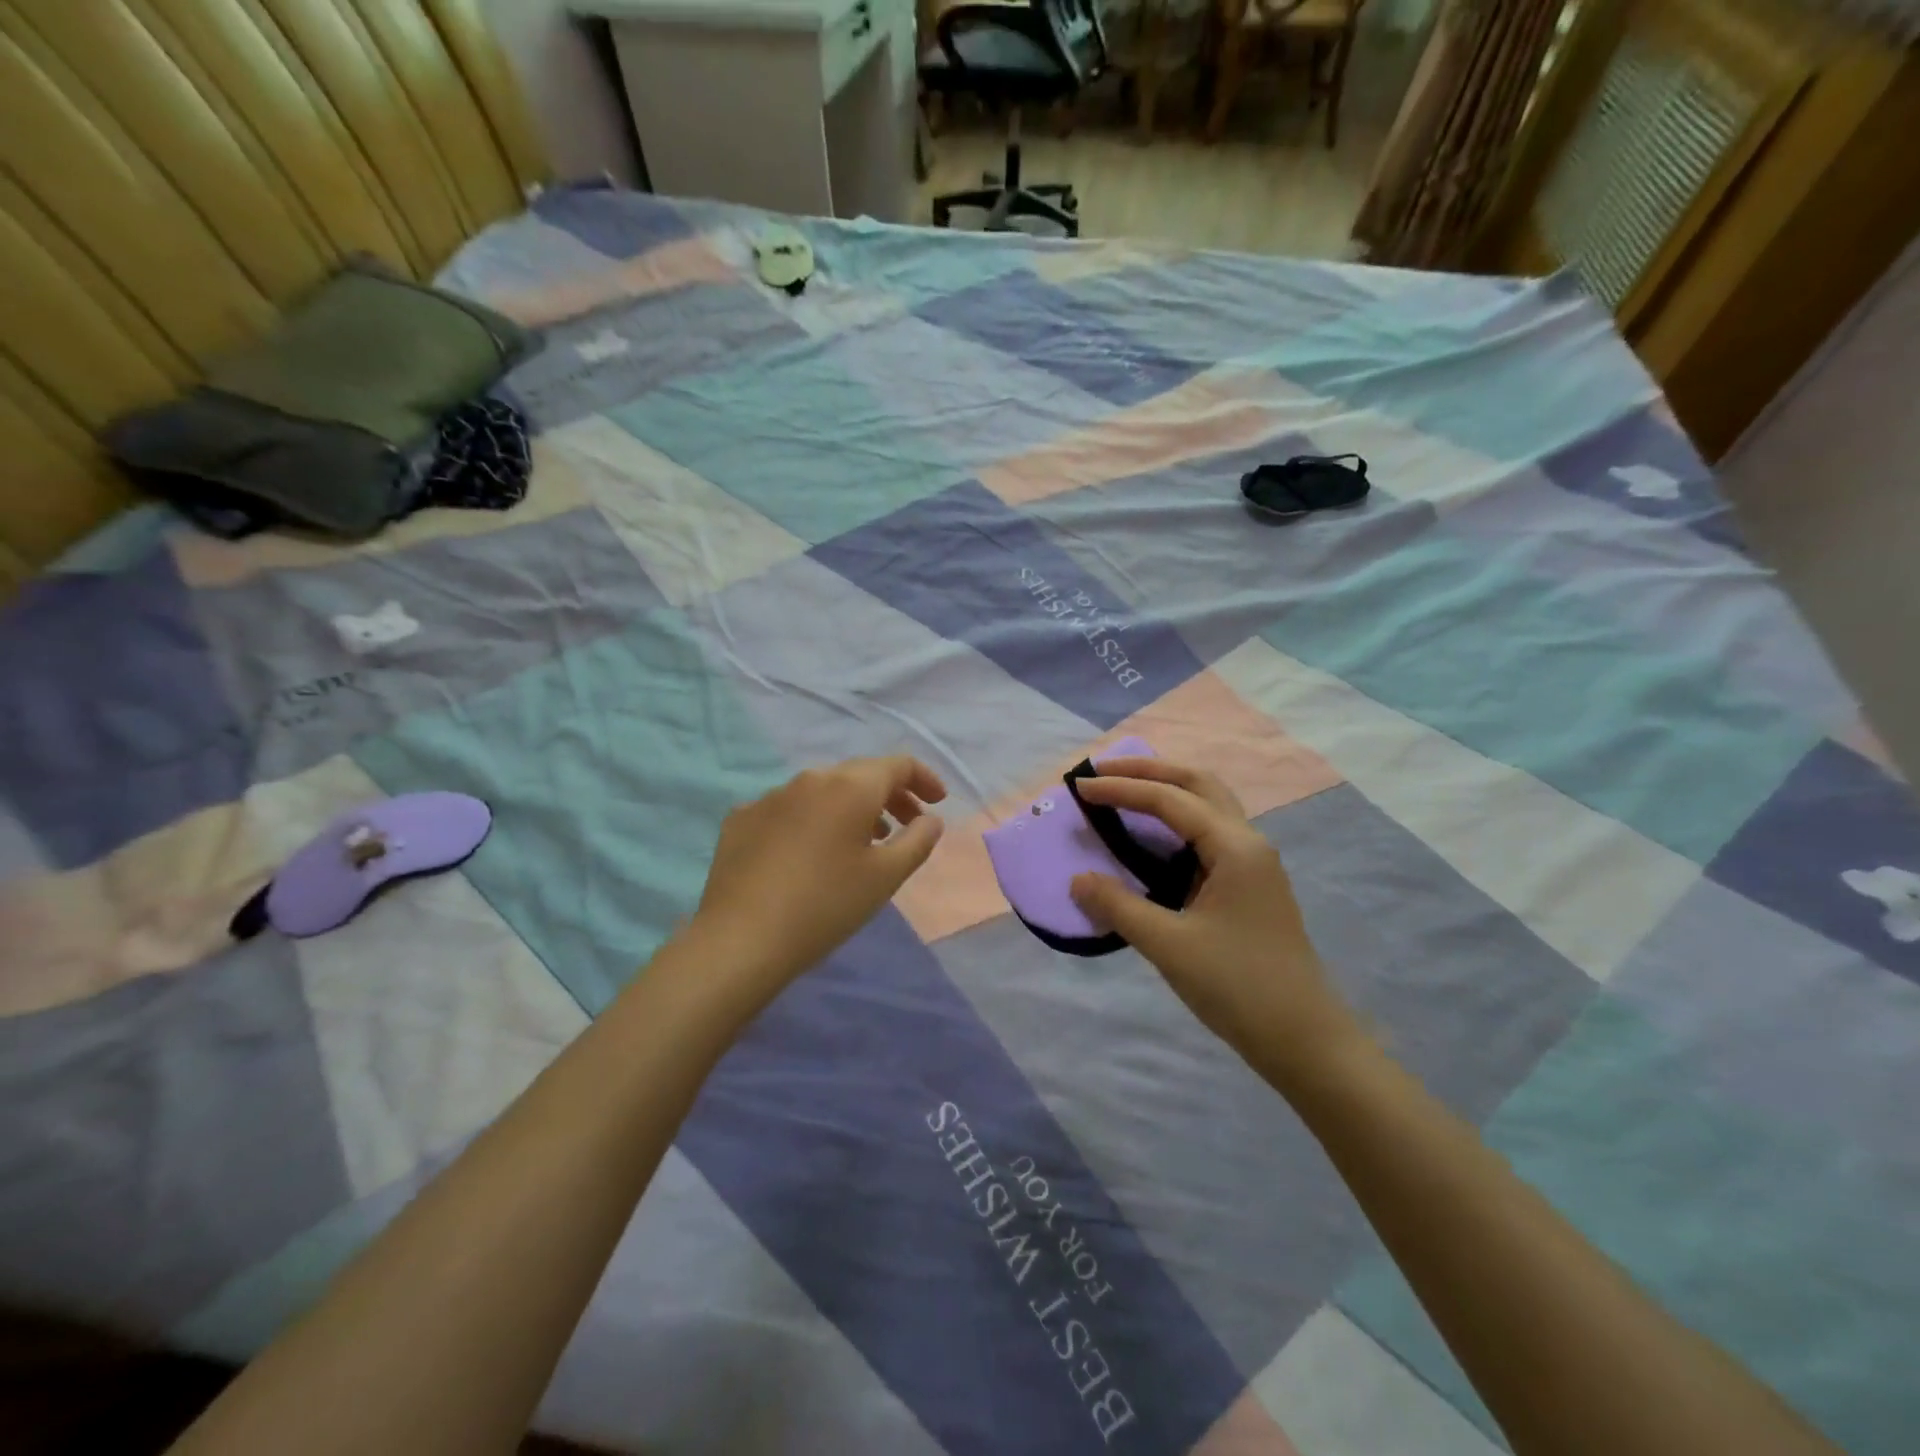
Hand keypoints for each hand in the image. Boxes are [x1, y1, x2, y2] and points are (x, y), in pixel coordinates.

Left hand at [688, 756, 947, 1006]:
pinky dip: (812, 820)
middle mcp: (810, 778)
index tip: (937, 804)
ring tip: (864, 841)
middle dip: (890, 794)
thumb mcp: (885, 877)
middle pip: (860, 773)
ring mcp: (771, 796)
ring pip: (823, 790)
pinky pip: (789, 809)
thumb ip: (917, 840)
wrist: (741, 938)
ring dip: (851, 807)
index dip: (924, 779)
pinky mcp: (742, 818)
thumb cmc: (826, 905)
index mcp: (850, 787)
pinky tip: (810, 854)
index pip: (898, 764)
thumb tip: (930, 819)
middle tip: (906, 824)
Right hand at [1069, 758, 1365, 1085]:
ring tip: (1125, 791)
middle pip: (1197, 784)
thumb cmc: (1237, 986)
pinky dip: (1178, 820)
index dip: (1121, 789)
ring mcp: (1254, 864)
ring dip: (1167, 790)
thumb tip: (1077, 880)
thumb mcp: (1169, 945)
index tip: (1079, 787)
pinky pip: (1210, 833)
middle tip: (1103, 771)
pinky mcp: (1250, 885)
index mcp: (1234, 847)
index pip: (1170, 800)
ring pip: (1209, 805)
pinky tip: (1154, 837)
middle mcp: (1249, 843)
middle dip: (1149, 771)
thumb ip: (1119, 906)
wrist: (1304, 1039)